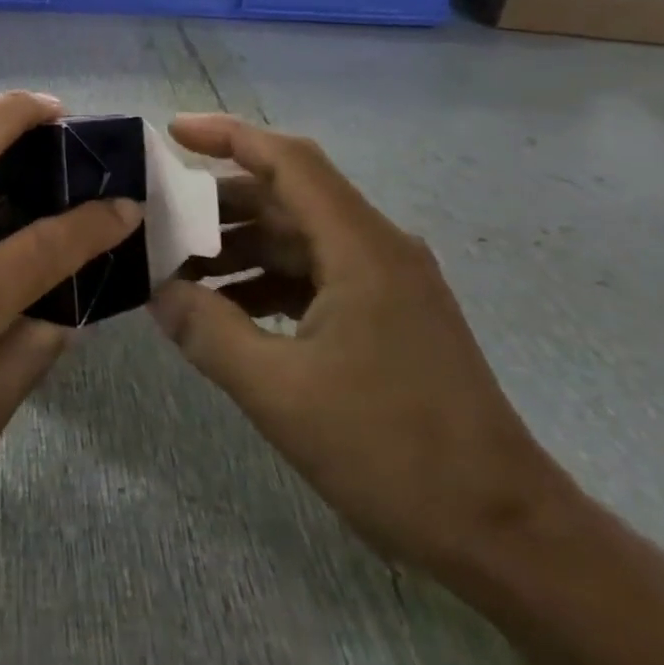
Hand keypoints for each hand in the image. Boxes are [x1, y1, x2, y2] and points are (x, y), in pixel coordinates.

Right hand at [149, 114, 562, 570]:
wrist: (505, 533)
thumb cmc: (392, 451)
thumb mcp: (279, 392)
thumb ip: (209, 331)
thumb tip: (159, 291)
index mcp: (360, 246)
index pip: (288, 160)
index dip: (228, 135)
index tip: (173, 131)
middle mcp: (377, 248)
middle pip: (287, 198)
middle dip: (220, 203)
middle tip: (161, 218)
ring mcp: (386, 283)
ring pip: (299, 239)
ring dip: (240, 248)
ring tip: (180, 270)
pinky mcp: (388, 317)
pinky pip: (315, 277)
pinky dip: (267, 282)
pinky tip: (228, 312)